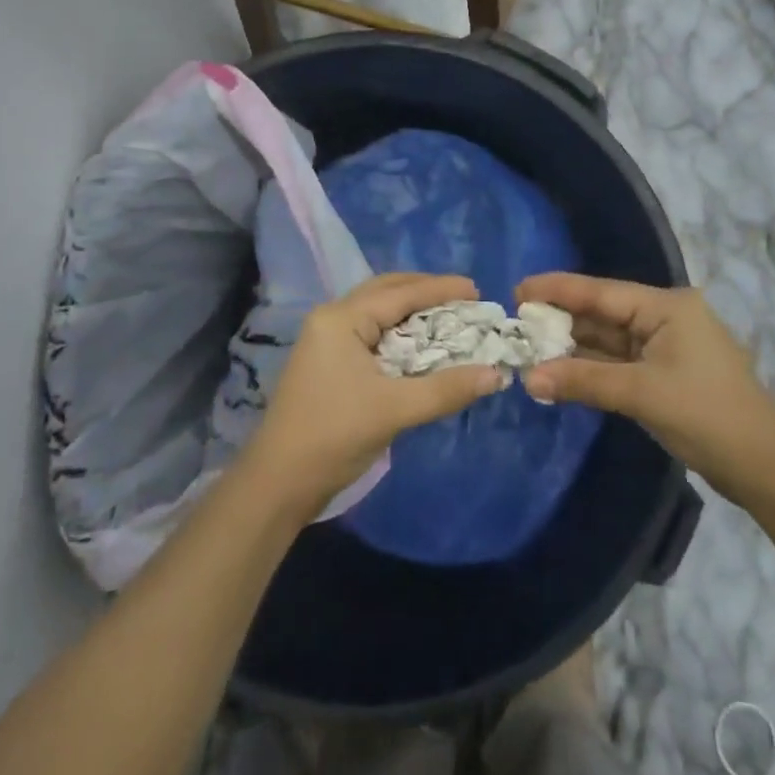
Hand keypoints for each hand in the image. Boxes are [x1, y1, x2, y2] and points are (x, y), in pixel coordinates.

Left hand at [242, 273, 507, 519]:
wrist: (277, 484)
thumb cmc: (333, 437)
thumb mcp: (394, 410)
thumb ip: (446, 389)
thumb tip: (496, 374)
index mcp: (342, 318)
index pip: (400, 293)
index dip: (441, 289)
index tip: (477, 289)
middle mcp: (332, 318)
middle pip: (386, 291)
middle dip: (426, 291)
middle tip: (465, 299)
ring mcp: (326, 340)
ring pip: (377, 311)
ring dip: (412, 310)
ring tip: (448, 316)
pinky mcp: (328, 362)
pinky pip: (371, 332)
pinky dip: (399, 331)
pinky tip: (420, 344)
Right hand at [519, 274, 774, 504]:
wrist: (766, 467)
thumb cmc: (707, 415)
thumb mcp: (641, 393)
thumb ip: (583, 380)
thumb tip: (529, 377)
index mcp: (666, 306)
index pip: (600, 291)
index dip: (557, 289)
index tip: (517, 289)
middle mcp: (664, 316)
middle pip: (602, 313)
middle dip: (561, 320)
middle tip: (515, 324)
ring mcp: (665, 345)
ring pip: (608, 338)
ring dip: (573, 346)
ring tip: (528, 347)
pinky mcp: (664, 373)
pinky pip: (618, 361)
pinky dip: (590, 367)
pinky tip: (559, 370)